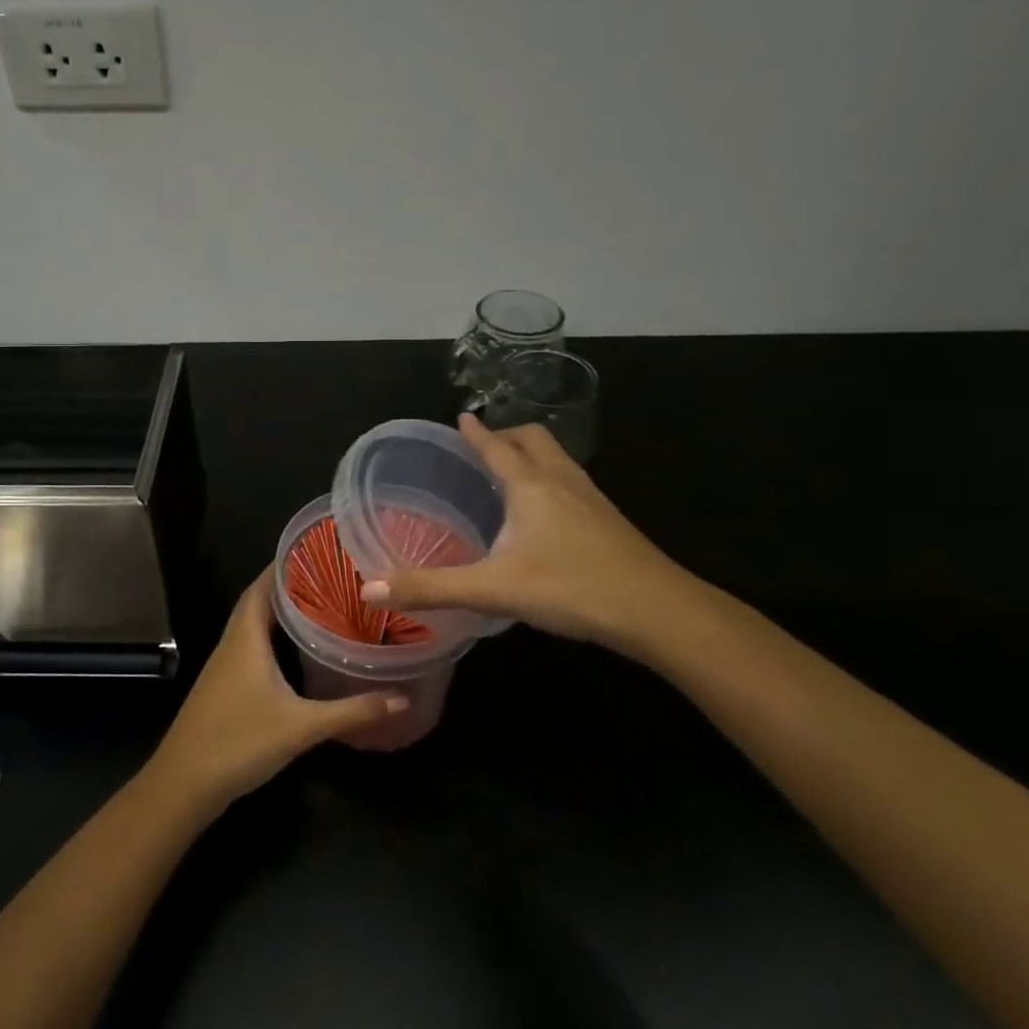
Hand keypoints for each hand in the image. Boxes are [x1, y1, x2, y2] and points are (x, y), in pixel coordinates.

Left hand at [146, 568, 409, 813]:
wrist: (184, 784)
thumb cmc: (239, 742)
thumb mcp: (301, 726)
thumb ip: (352, 711)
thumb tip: (403, 697)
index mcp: (245, 637)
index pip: (263, 585)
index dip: (285, 564)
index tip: (317, 550)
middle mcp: (233, 643)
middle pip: (259, 600)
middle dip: (289, 585)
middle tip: (329, 575)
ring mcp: (225, 665)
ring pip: (254, 625)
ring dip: (281, 611)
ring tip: (320, 603)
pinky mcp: (225, 686)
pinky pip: (251, 646)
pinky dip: (273, 637)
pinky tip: (296, 650)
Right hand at [362, 413, 697, 654]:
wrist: (658, 611)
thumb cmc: (571, 588)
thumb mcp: (493, 589)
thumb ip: (431, 588)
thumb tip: (369, 589)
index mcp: (531, 486)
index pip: (496, 447)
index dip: (476, 433)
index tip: (462, 417)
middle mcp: (562, 482)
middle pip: (535, 439)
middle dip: (508, 434)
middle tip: (485, 445)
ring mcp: (592, 499)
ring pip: (559, 459)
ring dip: (533, 455)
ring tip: (512, 472)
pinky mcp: (610, 522)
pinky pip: (573, 483)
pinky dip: (552, 480)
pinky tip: (548, 514)